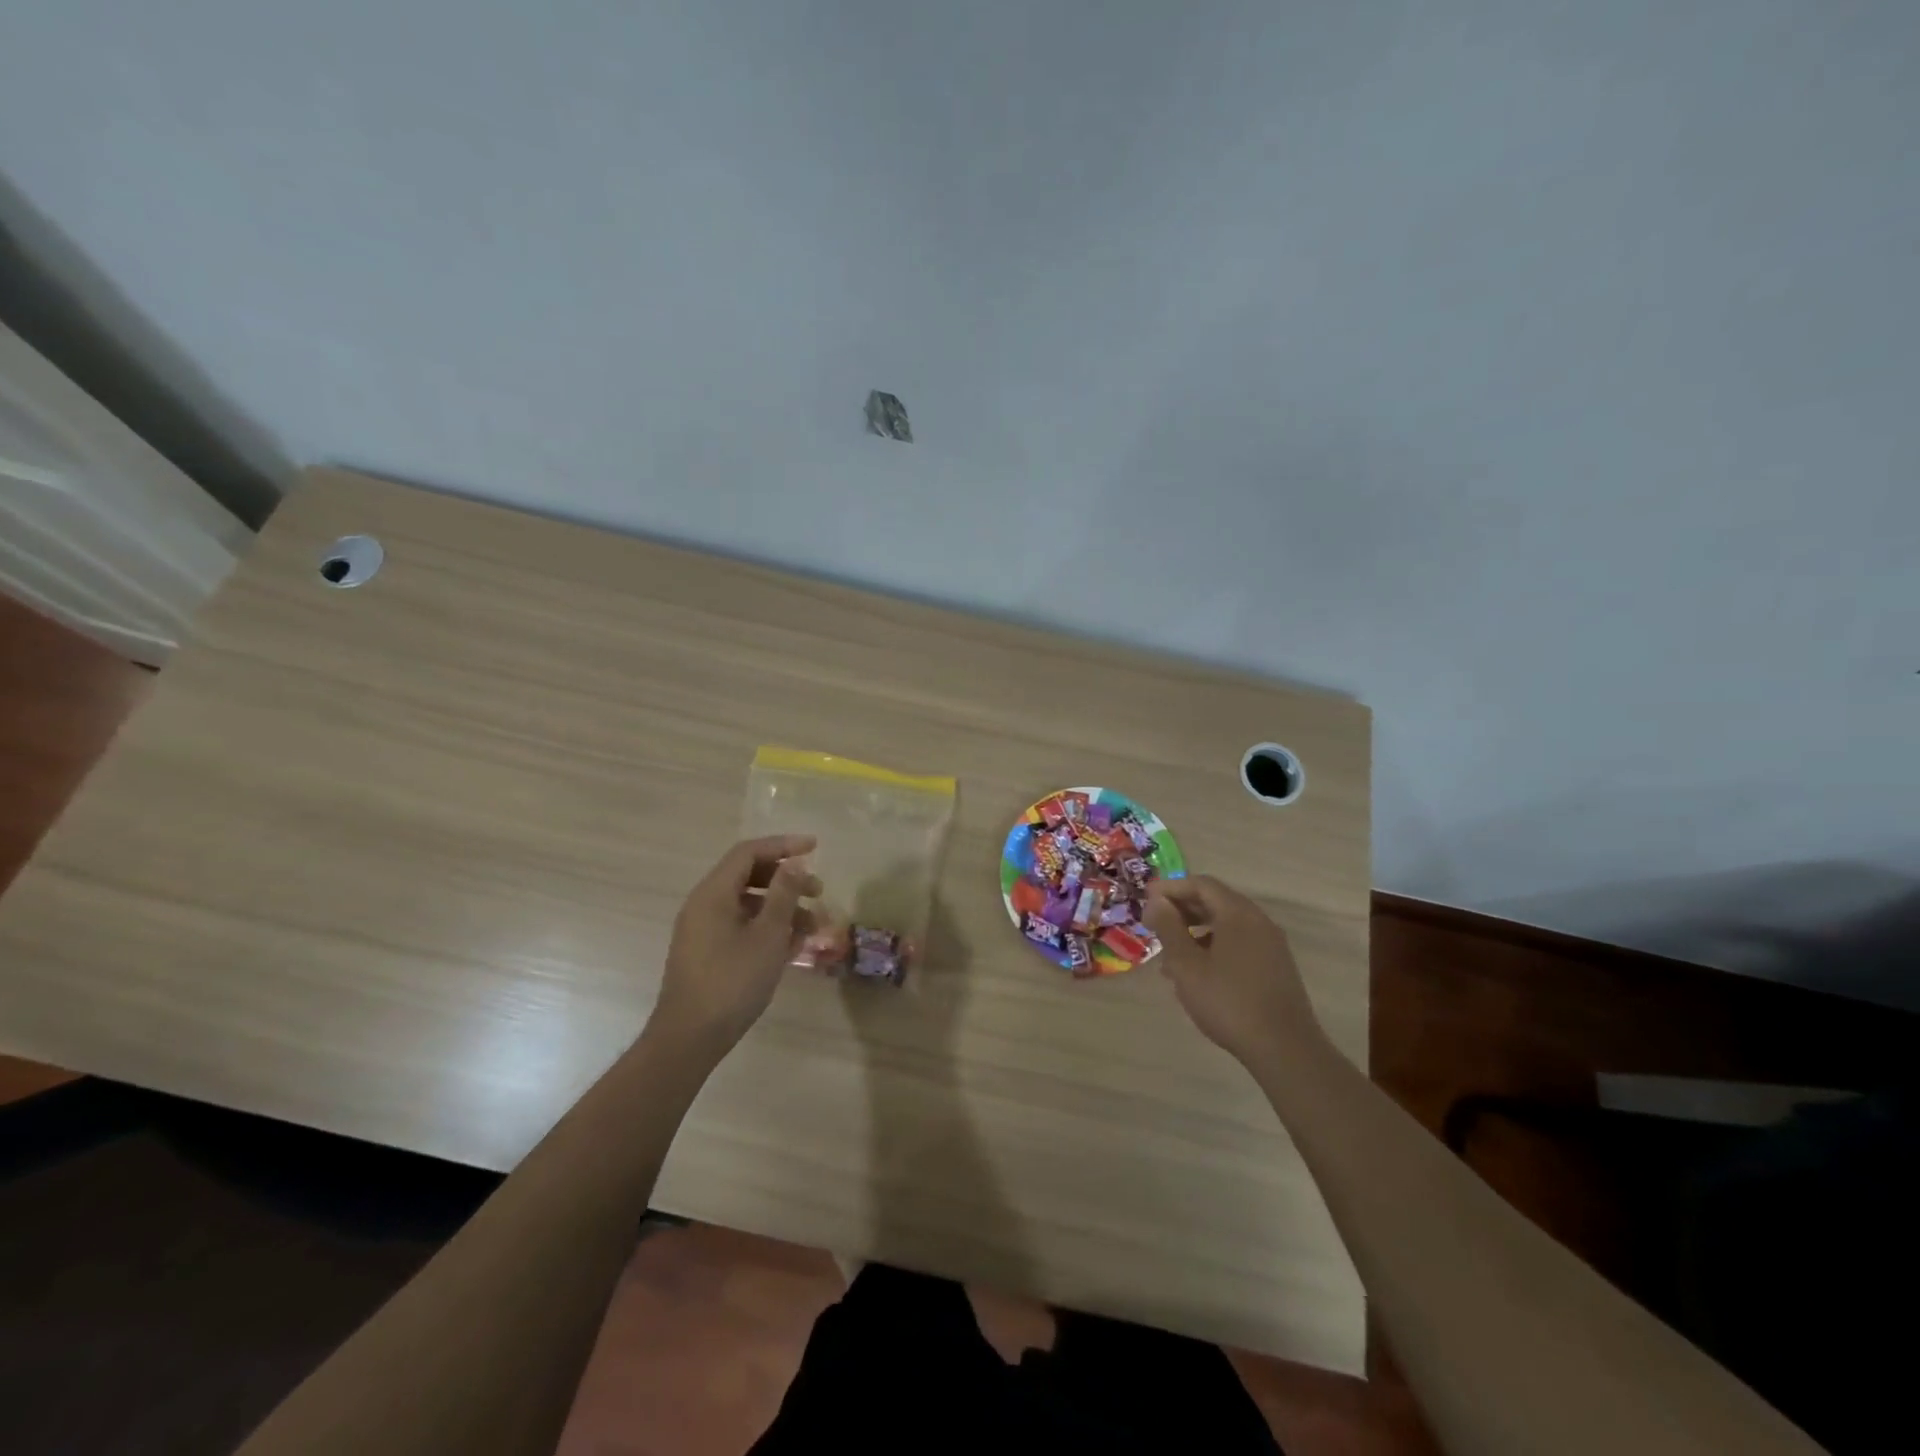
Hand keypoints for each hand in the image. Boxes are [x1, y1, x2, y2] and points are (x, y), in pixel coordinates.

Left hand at [648, 835, 821, 1059]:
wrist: (689, 1038)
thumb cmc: (732, 981)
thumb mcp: (768, 935)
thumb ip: (783, 894)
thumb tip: (794, 861)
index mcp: (713, 893)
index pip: (749, 852)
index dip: (783, 845)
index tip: (815, 847)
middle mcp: (704, 905)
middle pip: (749, 876)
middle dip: (787, 880)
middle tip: (818, 892)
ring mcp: (703, 930)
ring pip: (748, 904)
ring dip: (782, 909)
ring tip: (813, 927)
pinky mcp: (707, 953)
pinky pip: (741, 926)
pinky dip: (767, 928)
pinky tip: (792, 947)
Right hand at [1144, 875, 1325, 1068]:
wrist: (1285, 1050)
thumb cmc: (1229, 1002)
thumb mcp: (1187, 965)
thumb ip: (1169, 928)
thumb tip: (1156, 901)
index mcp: (1238, 914)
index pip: (1201, 884)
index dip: (1170, 888)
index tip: (1146, 901)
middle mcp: (1258, 921)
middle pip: (1215, 902)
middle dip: (1181, 910)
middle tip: (1154, 924)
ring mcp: (1270, 944)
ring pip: (1225, 925)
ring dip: (1195, 931)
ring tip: (1169, 957)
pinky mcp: (1275, 966)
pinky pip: (1238, 943)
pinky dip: (1213, 947)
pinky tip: (1196, 974)